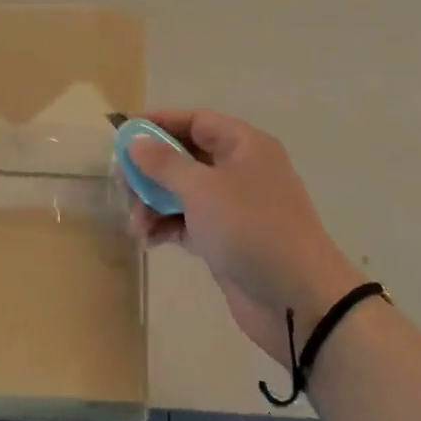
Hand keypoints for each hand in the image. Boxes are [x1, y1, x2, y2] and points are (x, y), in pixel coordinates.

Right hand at [127, 110, 365, 362]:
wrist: (299, 300)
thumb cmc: (251, 228)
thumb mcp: (202, 189)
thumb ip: (164, 163)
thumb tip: (136, 141)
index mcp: (243, 145)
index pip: (195, 120)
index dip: (158, 123)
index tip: (122, 132)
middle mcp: (240, 169)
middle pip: (185, 156)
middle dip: (150, 169)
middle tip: (122, 184)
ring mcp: (234, 206)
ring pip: (183, 191)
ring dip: (154, 202)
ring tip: (135, 224)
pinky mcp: (227, 239)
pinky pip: (188, 221)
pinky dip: (167, 225)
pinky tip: (149, 240)